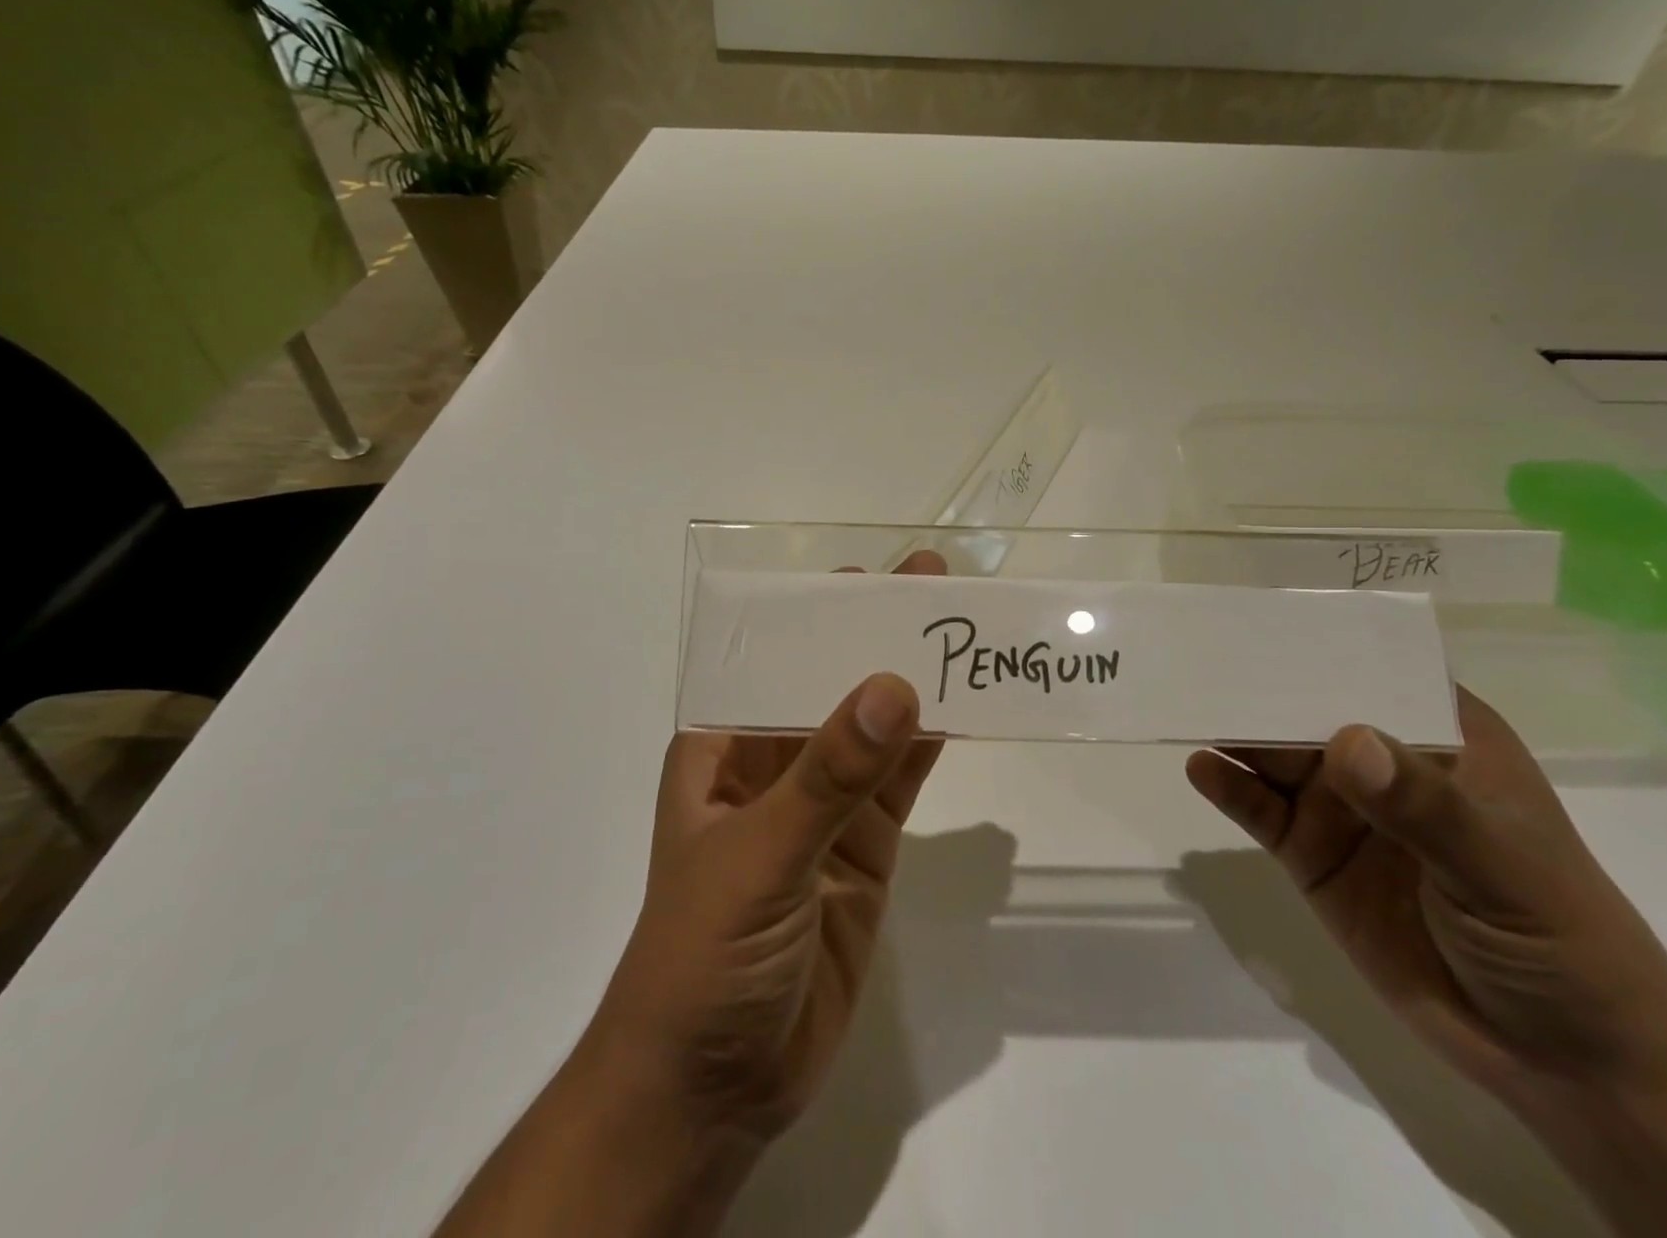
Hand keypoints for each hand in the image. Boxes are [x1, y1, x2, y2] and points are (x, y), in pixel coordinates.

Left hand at [587, 551, 947, 1144]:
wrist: (715, 1090)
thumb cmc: (703, 956)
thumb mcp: (760, 856)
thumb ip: (829, 777)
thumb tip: (894, 686)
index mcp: (722, 751)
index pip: (770, 664)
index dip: (817, 617)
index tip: (871, 576)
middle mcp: (772, 767)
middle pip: (829, 687)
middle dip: (874, 638)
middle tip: (932, 584)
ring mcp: (823, 808)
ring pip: (874, 730)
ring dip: (912, 683)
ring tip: (958, 629)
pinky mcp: (864, 849)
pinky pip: (900, 783)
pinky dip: (930, 745)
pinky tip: (964, 705)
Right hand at [1185, 688, 1666, 1102]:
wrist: (1559, 1059)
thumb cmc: (1558, 939)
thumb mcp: (1501, 866)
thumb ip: (1423, 806)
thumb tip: (1346, 742)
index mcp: (1443, 738)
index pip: (1378, 669)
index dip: (1325, 642)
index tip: (1265, 618)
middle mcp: (1384, 761)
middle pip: (1311, 708)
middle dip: (1261, 685)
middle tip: (1201, 659)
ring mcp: (1343, 808)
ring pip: (1275, 753)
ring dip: (1234, 730)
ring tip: (1184, 702)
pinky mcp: (1310, 853)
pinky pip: (1259, 810)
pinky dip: (1228, 786)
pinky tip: (1199, 767)